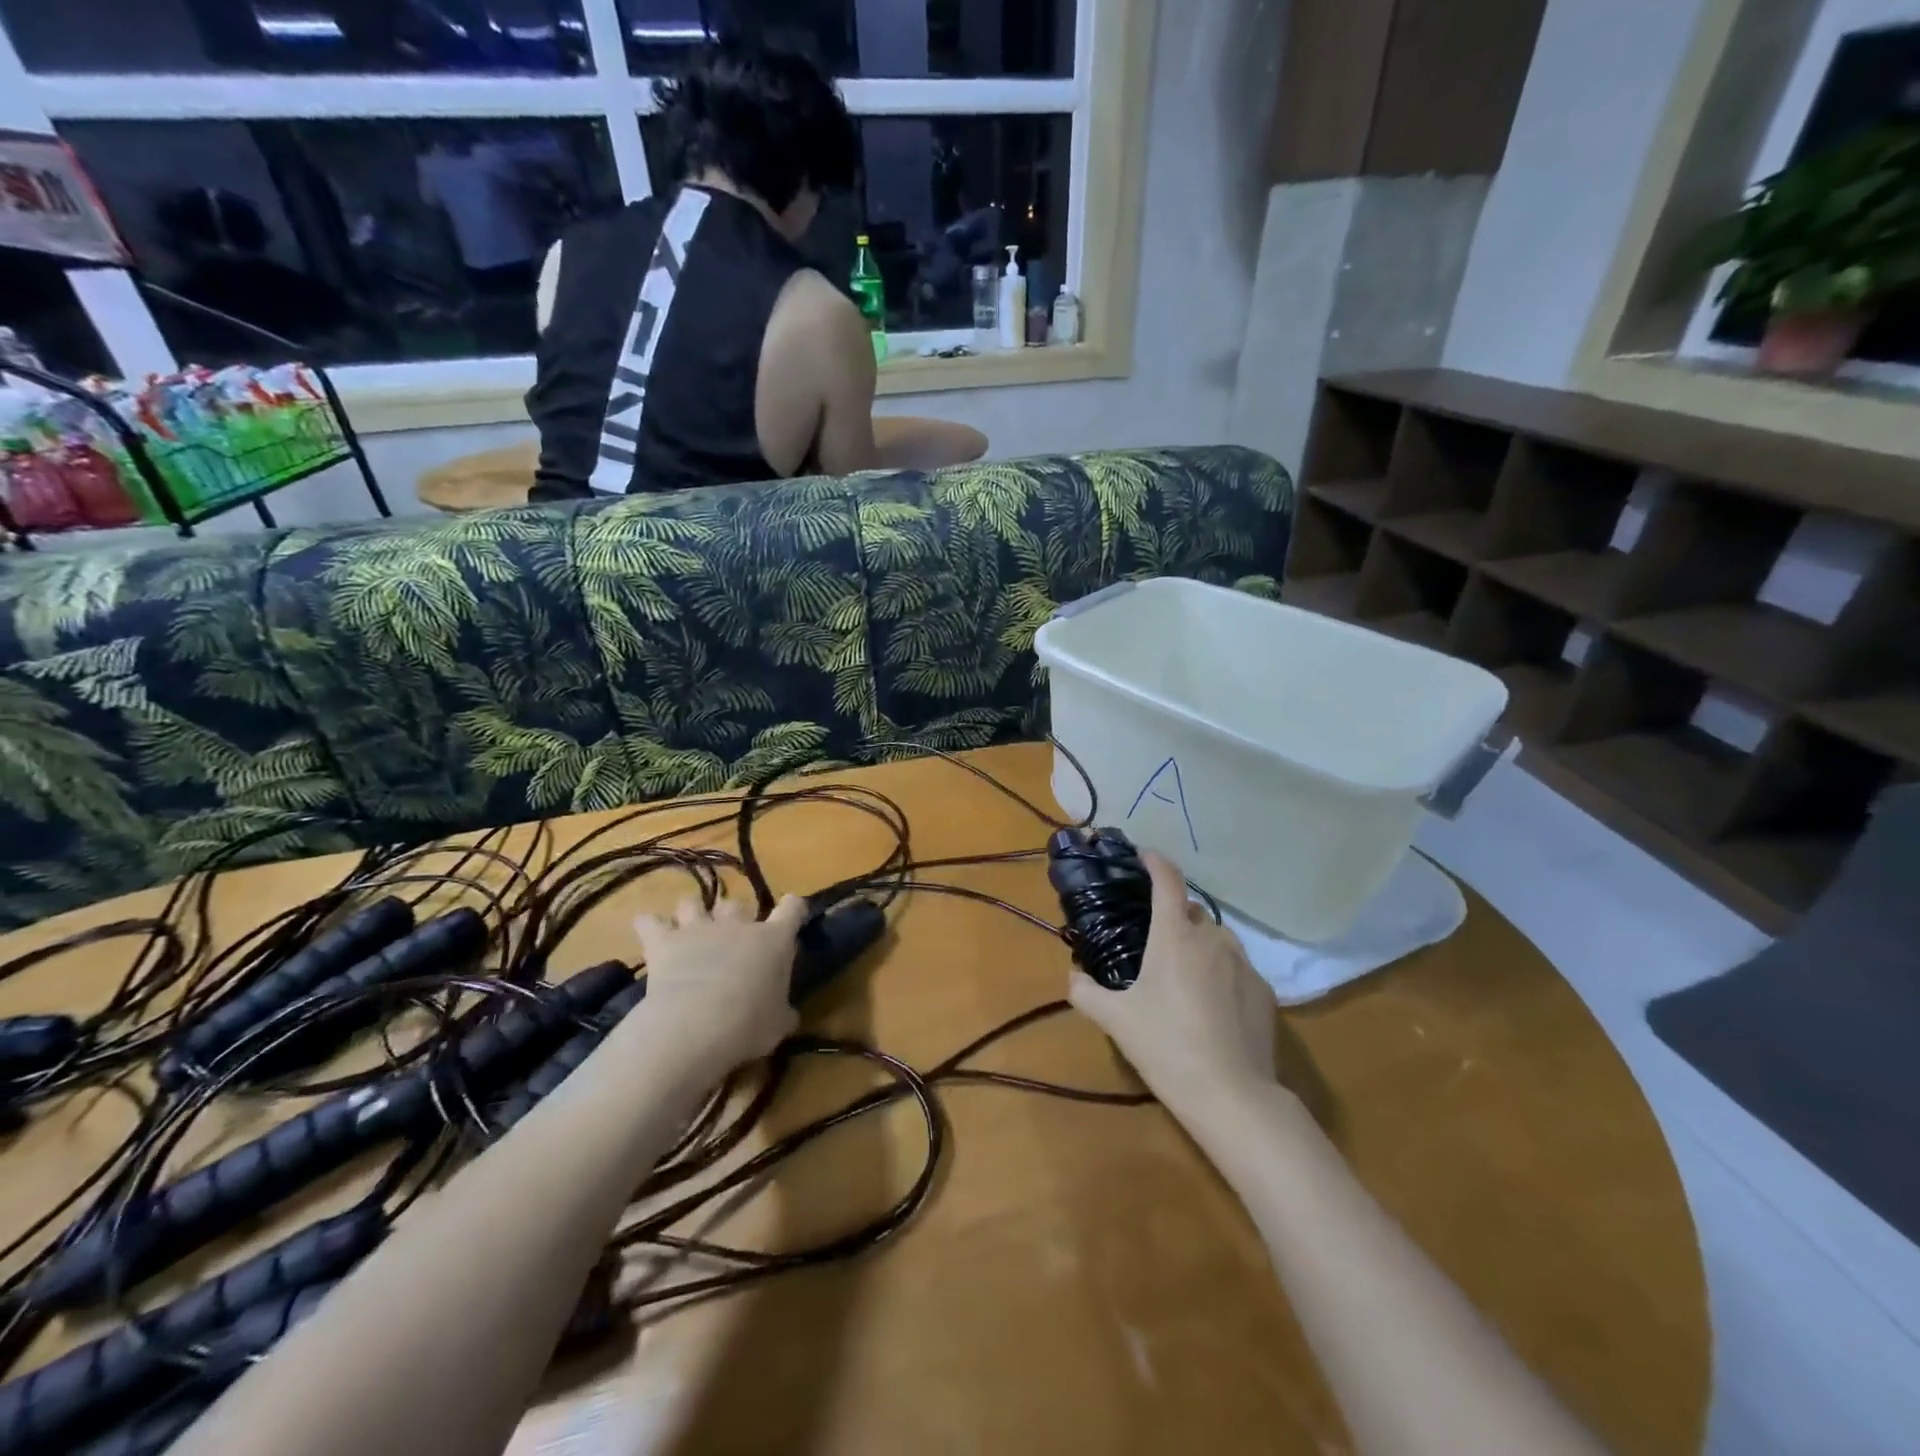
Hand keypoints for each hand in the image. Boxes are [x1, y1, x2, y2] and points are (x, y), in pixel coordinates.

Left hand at [631, 893, 808, 1078]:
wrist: (696, 1024)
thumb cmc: (749, 1024)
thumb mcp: (778, 1026)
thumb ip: (783, 1013)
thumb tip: (788, 1015)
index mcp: (774, 940)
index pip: (792, 908)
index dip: (792, 909)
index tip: (791, 913)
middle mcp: (737, 925)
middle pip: (737, 903)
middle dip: (733, 914)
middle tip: (731, 935)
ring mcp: (699, 929)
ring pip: (693, 902)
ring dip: (691, 912)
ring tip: (688, 927)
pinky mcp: (664, 942)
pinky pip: (649, 921)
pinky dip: (648, 924)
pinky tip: (649, 931)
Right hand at [1069, 851, 1277, 1111]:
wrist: (1232, 1095)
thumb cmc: (1166, 1046)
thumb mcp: (1115, 1020)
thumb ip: (1086, 992)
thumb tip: (1073, 976)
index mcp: (1175, 935)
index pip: (1167, 880)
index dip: (1155, 861)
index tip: (1142, 855)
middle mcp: (1212, 938)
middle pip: (1191, 910)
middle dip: (1172, 914)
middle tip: (1151, 938)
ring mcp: (1244, 964)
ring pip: (1216, 938)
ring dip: (1198, 943)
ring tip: (1181, 972)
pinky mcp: (1265, 992)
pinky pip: (1237, 967)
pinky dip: (1220, 972)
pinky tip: (1210, 1004)